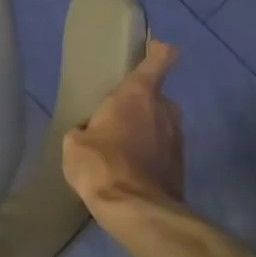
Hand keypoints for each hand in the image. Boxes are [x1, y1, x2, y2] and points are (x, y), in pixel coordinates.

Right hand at [62, 39, 183, 221]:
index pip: (158, 60)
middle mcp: (164, 109)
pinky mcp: (180, 163)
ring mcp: (177, 137)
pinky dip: (149, 155)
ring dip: (144, 131)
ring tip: (119, 150)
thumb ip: (85, 129)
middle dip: (138, 105)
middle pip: (154, 97)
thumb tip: (91, 133)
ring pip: (159, 124)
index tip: (156, 47)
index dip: (158, 51)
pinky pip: (161, 149)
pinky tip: (128, 170)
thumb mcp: (74, 143)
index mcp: (136, 95)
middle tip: (114, 121)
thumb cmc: (100, 164)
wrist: (136, 208)